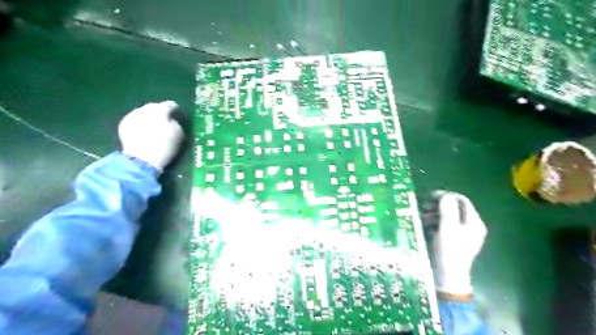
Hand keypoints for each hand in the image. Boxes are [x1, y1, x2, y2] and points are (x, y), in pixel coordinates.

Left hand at [116, 101, 180, 171]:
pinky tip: (144, 130)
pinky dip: (141, 122)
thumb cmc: (165, 147)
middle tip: (166, 120)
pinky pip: (135, 119)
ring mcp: (132, 116)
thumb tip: (170, 119)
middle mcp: (144, 109)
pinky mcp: (124, 124)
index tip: (178, 114)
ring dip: (150, 117)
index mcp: (160, 111)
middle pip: (154, 106)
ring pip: (144, 112)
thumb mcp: (178, 134)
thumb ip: (175, 122)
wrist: (142, 160)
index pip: (170, 105)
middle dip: (160, 112)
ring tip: (154, 125)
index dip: (175, 109)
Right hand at [427, 191, 485, 295]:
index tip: (429, 196)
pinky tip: (424, 227)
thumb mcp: (447, 228)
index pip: (461, 200)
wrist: (446, 277)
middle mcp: (469, 227)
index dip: (445, 196)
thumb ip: (447, 210)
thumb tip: (445, 195)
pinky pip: (443, 227)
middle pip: (453, 208)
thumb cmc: (448, 251)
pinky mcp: (452, 241)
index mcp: (473, 222)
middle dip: (437, 206)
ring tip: (420, 218)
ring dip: (432, 215)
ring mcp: (461, 235)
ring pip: (446, 217)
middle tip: (423, 207)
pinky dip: (433, 224)